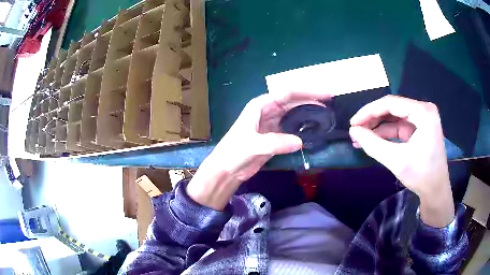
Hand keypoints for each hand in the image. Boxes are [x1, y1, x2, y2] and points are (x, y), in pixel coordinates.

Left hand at [186, 92, 329, 209]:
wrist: (227, 169)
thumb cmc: (233, 152)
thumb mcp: (252, 145)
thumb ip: (275, 142)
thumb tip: (300, 141)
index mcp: (261, 106)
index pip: (287, 93)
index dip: (307, 92)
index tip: (325, 95)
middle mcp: (268, 111)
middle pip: (293, 102)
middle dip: (311, 101)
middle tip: (330, 105)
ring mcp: (272, 124)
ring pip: (294, 115)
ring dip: (308, 115)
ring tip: (326, 117)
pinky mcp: (275, 137)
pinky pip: (292, 129)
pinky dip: (303, 129)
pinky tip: (313, 131)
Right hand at [349, 95, 454, 226]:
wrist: (435, 191)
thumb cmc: (421, 175)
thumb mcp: (396, 160)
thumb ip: (373, 144)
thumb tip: (353, 131)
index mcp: (423, 112)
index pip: (391, 103)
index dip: (369, 111)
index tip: (353, 123)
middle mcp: (423, 110)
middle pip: (392, 108)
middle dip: (373, 120)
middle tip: (355, 131)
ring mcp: (422, 119)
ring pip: (394, 117)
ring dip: (378, 127)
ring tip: (360, 138)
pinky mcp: (419, 128)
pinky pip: (399, 126)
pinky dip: (386, 134)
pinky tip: (373, 141)